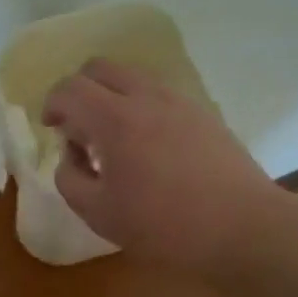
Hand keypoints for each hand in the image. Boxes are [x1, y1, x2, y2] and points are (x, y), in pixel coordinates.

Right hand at [43, 58, 282, 275]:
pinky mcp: (202, 112)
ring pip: (131, 77)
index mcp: (114, 119)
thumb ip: (70, 178)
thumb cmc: (165, 226)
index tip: (52, 128)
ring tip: (114, 138)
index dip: (52, 103)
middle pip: (99, 68)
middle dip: (79, 90)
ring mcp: (178, 101)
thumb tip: (72, 154)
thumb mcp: (99, 213)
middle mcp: (145, 97)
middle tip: (78, 127)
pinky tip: (148, 146)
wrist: (245, 229)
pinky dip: (139, 105)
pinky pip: (158, 93)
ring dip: (111, 96)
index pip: (69, 88)